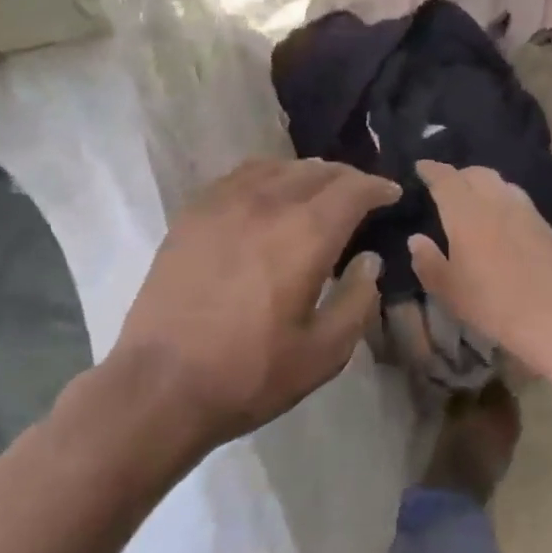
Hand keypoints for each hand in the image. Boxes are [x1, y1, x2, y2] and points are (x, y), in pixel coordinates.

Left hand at [107, 158, 399, 450]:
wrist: (160, 385)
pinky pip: (239, 177)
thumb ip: (358, 301)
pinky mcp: (192, 214)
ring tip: (317, 192)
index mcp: (305, 235)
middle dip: (346, 178)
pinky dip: (266, 177)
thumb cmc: (249, 374)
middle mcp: (266, 204)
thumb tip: (368, 261)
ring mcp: (223, 204)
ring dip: (307, 174)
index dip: (378, 188)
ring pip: (276, 167)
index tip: (391, 195)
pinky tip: (267, 196)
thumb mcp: (324, 353)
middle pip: (317, 171)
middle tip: (360, 196)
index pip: (353, 189)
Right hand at [408, 161, 551, 362]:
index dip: (431, 170)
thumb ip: (427, 260)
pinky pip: (522, 204)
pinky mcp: (547, 227)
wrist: (549, 317)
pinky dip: (506, 204)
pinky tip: (506, 224)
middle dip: (459, 175)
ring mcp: (526, 212)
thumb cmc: (489, 304)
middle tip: (449, 186)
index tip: (421, 167)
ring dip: (486, 186)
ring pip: (503, 184)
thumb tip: (417, 239)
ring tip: (478, 201)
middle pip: (477, 173)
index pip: (445, 179)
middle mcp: (497, 203)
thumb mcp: (446, 289)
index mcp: (466, 214)